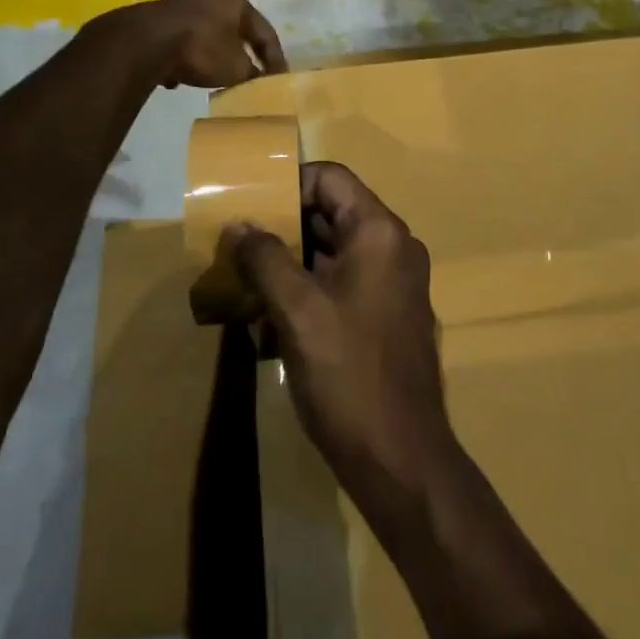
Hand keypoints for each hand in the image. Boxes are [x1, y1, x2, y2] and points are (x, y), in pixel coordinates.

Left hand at [122, 0, 287, 87]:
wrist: (146, 41)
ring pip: (207, 32)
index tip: (279, 79)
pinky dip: (187, 55)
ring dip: (213, 54)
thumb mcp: (235, 68)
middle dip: (243, 52)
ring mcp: (182, 2)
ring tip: (216, 76)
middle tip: (251, 74)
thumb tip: (255, 76)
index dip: (275, 58)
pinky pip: (183, 39)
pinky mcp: (159, 16)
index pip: (265, 32)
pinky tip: (182, 74)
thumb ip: (251, 72)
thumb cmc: (201, 49)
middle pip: (235, 29)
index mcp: (237, 1)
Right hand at [226, 162, 457, 514]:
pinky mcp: (388, 313)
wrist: (402, 460)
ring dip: (293, 257)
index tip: (249, 205)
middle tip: (239, 239)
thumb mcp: (297, 311)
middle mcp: (393, 246)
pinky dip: (310, 284)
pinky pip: (344, 279)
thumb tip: (237, 225)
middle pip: (332, 210)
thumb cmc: (349, 375)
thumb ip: (264, 258)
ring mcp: (395, 282)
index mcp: (379, 232)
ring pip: (335, 248)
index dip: (288, 183)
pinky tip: (273, 310)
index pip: (330, 177)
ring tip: (247, 273)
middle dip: (284, 223)